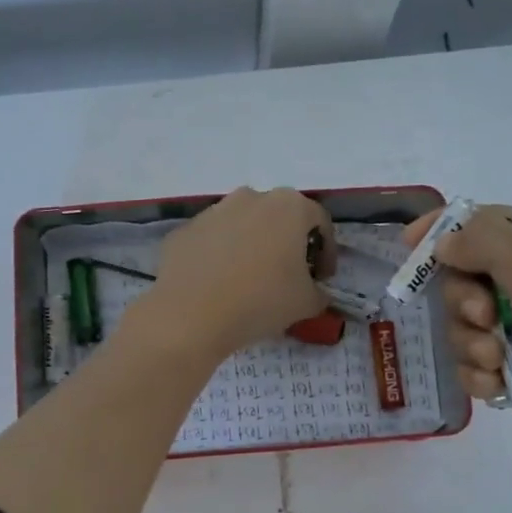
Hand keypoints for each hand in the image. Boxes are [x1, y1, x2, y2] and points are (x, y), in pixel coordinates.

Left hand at [139, 187, 333, 362]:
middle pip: (279, 217)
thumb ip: (319, 293)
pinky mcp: (184, 230)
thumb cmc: (261, 301)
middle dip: (288, 244)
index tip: (322, 278)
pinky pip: (212, 241)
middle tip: (289, 276)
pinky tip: (219, 285)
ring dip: (253, 246)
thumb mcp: (306, 303)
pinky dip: (220, 256)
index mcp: (289, 206)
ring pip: (243, 225)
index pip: (320, 222)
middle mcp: (251, 197)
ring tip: (251, 281)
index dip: (327, 252)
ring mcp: (213, 211)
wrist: (190, 315)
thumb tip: (315, 293)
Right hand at [407, 204, 511, 472]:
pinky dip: (482, 373)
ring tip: (497, 360)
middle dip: (467, 300)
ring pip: (469, 323)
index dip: (450, 231)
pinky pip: (478, 361)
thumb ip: (484, 243)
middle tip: (483, 317)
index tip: (410, 244)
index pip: (494, 223)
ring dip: (474, 342)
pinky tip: (498, 385)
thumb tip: (444, 240)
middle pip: (472, 276)